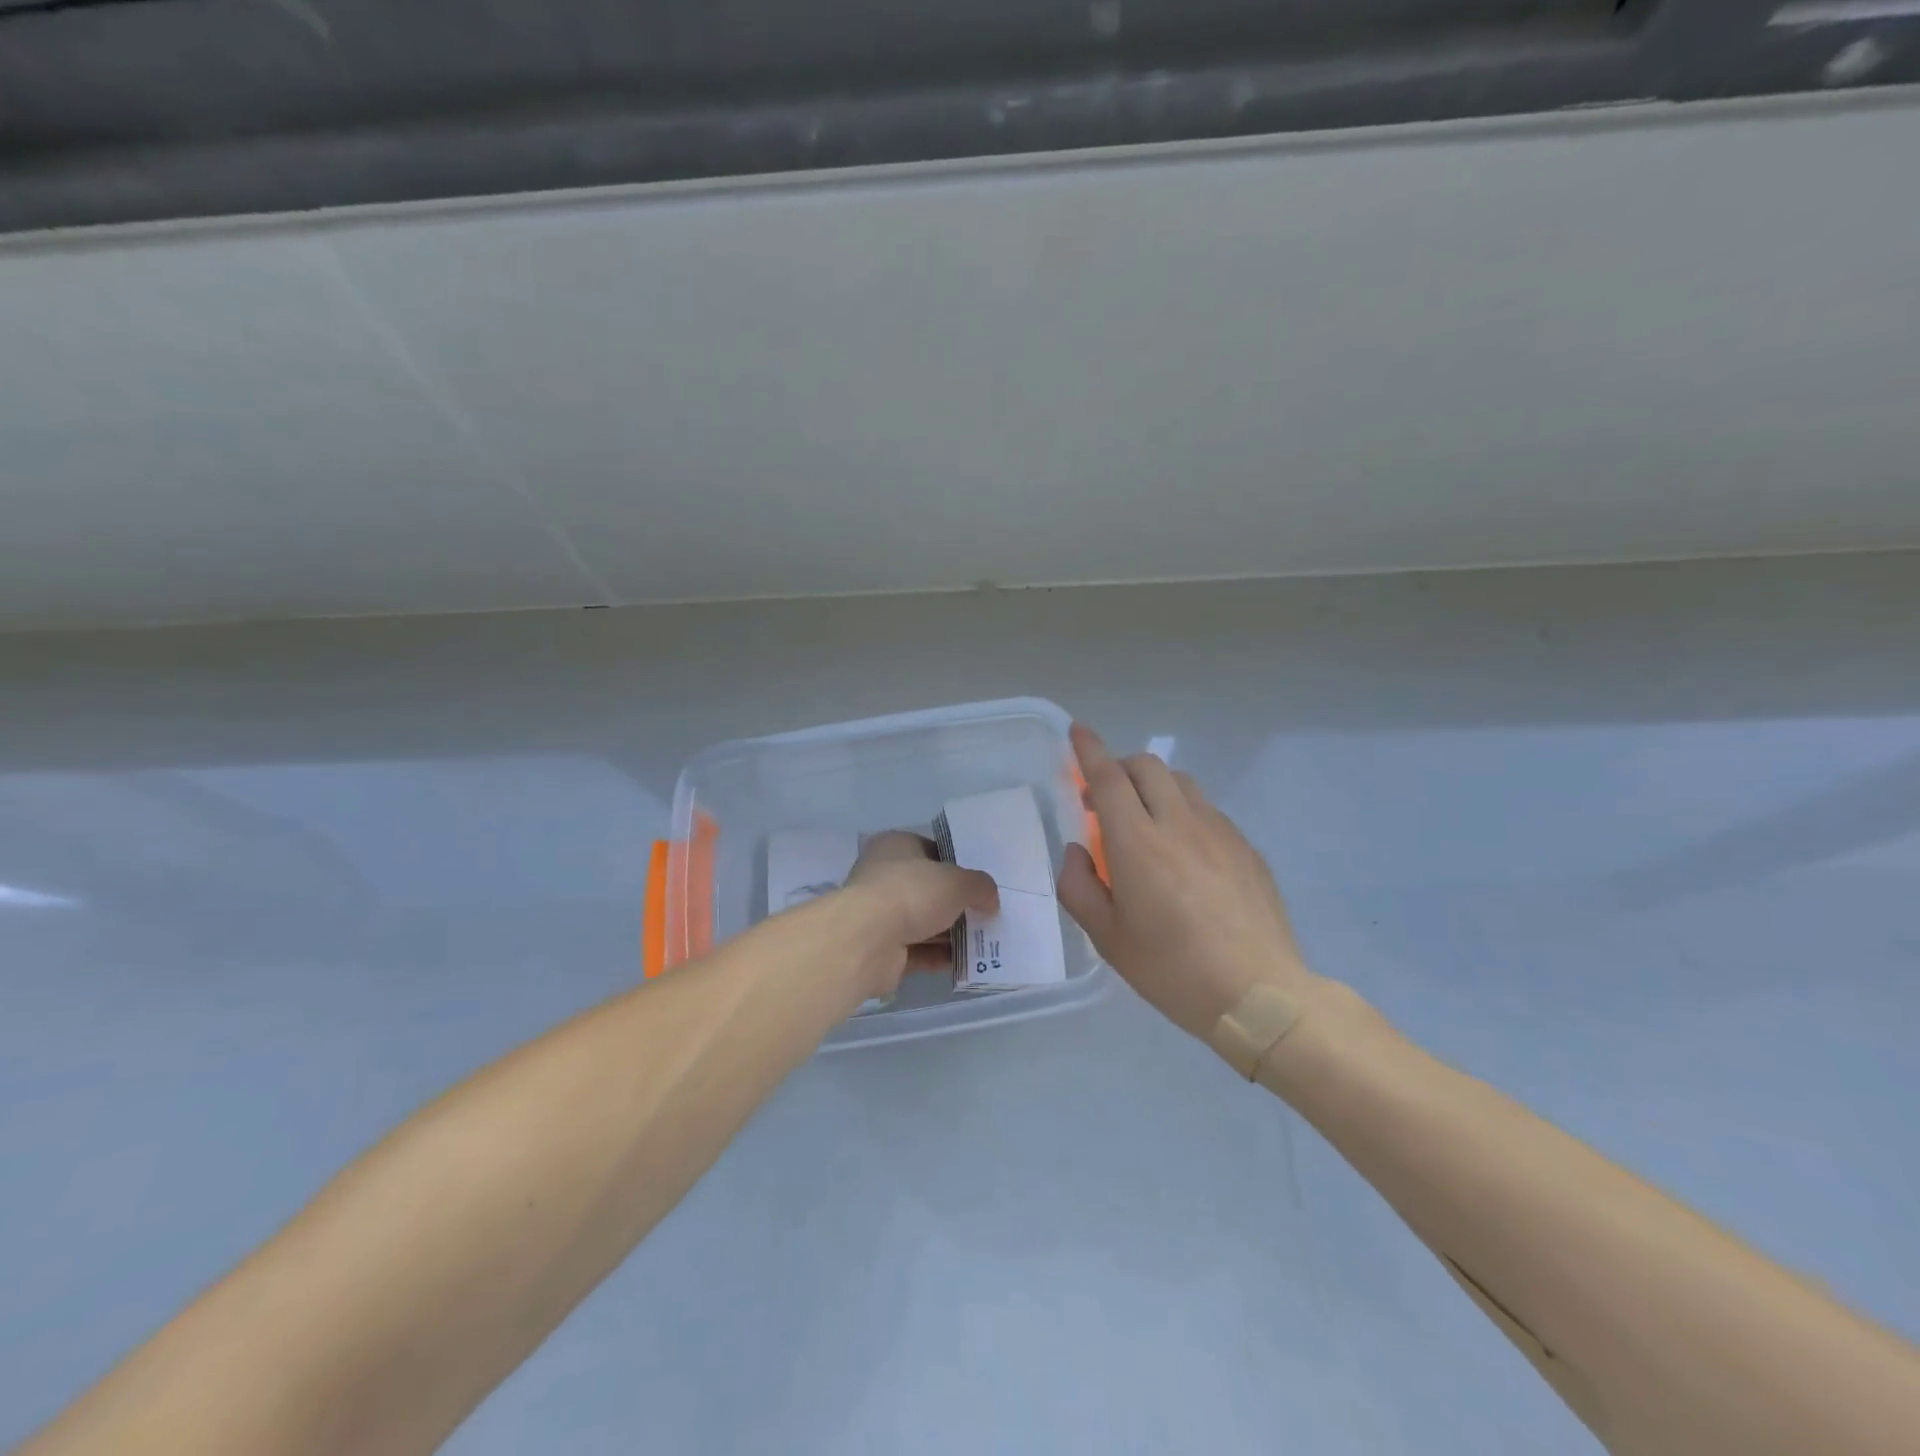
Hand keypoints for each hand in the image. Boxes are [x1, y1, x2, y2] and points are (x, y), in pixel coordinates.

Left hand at [840, 830, 998, 999]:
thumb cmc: (911, 893)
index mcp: (895, 847)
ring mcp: (881, 916)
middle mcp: (884, 877)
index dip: (958, 863)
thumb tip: (990, 900)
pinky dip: (941, 956)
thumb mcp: (957, 881)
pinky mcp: (883, 951)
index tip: (982, 879)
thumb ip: (979, 886)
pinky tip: (968, 962)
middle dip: (957, 902)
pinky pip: (919, 952)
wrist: (868, 941)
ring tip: (986, 939)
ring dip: (952, 932)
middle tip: (989, 911)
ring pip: (924, 922)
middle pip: (929, 889)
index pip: (931, 849)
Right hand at [1057, 723, 1318, 1042]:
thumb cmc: (1172, 970)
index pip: (1109, 778)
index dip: (1089, 750)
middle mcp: (1179, 823)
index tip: (1077, 731)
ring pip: (1182, 783)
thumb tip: (1079, 851)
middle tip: (1105, 800)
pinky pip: (1208, 810)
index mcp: (1138, 843)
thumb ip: (1079, 886)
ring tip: (1146, 822)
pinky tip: (1186, 853)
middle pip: (1148, 767)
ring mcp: (1220, 832)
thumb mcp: (1107, 939)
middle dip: (1120, 767)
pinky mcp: (1247, 848)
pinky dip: (1185, 811)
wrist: (1260, 996)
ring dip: (1154, 786)